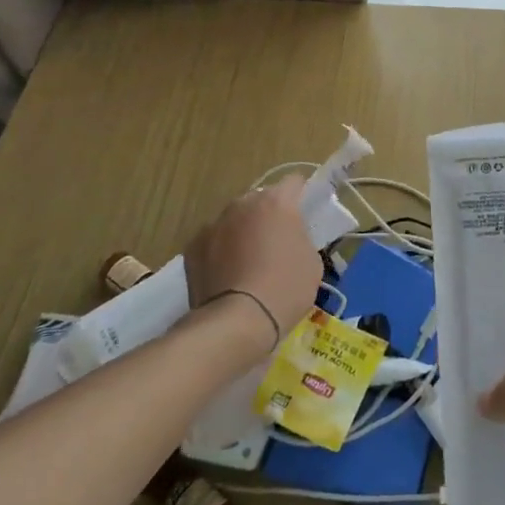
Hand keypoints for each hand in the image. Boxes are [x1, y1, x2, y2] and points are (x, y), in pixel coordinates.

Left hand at [183, 175, 320, 355]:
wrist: (237, 322)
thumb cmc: (285, 289)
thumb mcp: (312, 261)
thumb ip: (300, 237)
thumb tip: (289, 236)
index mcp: (277, 202)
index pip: (294, 182)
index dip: (301, 195)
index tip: (304, 214)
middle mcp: (243, 204)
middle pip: (260, 200)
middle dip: (268, 215)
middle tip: (275, 243)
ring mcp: (214, 224)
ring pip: (234, 220)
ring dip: (242, 232)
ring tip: (247, 264)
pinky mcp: (193, 247)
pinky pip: (213, 241)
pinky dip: (220, 251)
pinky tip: (226, 276)